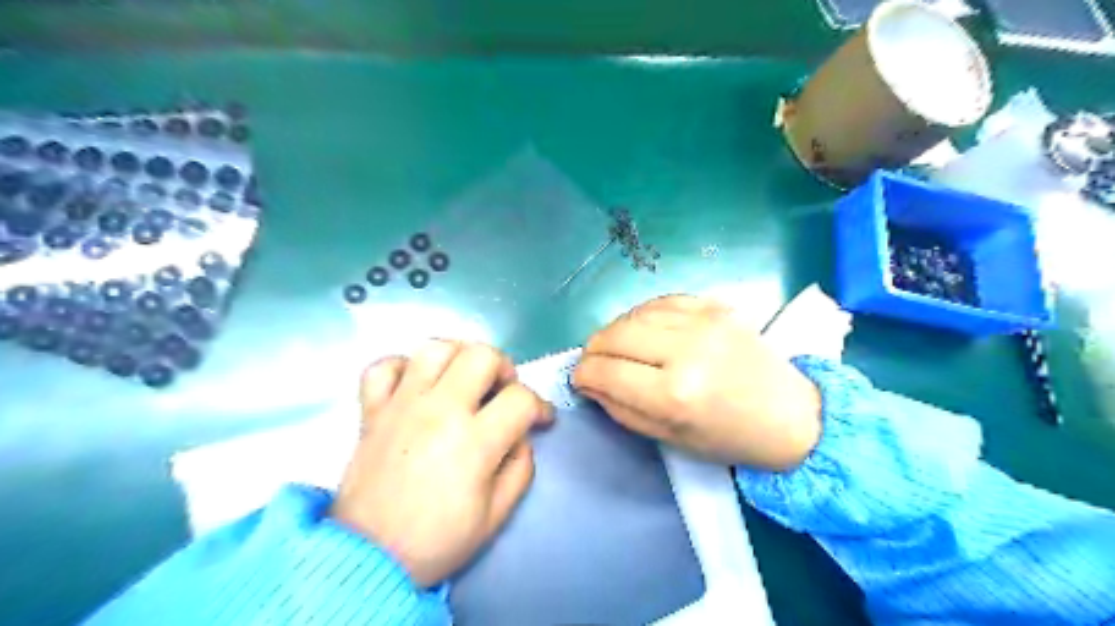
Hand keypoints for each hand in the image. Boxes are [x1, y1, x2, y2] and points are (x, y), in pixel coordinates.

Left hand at [332, 336, 553, 587]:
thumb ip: (521, 467)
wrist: (369, 558)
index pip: (520, 398)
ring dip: (458, 356)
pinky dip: (402, 366)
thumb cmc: (437, 540)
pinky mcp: (372, 410)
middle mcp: (439, 411)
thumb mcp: (496, 515)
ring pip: (435, 348)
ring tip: (463, 378)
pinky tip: (415, 384)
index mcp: (474, 441)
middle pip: (481, 355)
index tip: (541, 419)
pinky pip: (383, 366)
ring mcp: (401, 405)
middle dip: (504, 368)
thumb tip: (521, 435)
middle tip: (502, 391)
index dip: (540, 406)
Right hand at [574, 295, 815, 469]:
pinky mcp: (715, 307)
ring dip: (617, 330)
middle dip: (594, 349)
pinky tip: (644, 329)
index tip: (580, 379)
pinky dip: (643, 314)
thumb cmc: (729, 438)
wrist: (791, 415)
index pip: (606, 371)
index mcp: (675, 394)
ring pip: (635, 314)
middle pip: (615, 334)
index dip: (583, 374)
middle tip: (595, 362)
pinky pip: (662, 301)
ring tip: (619, 348)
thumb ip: (622, 409)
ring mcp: (703, 322)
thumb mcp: (670, 438)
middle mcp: (686, 350)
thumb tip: (588, 383)